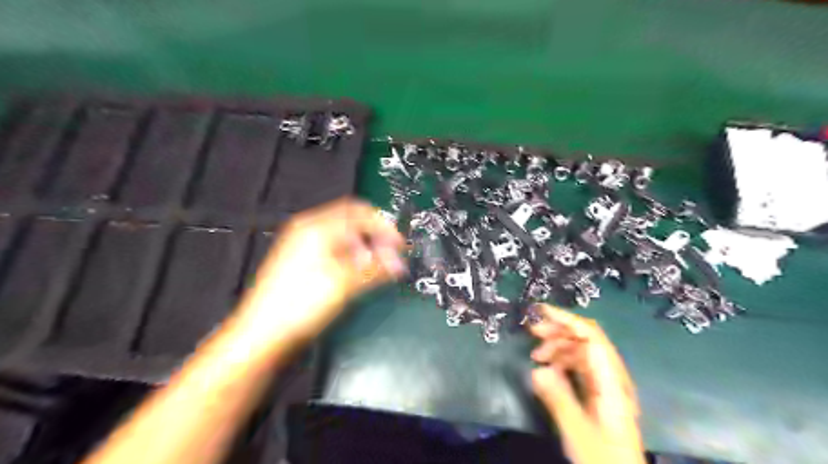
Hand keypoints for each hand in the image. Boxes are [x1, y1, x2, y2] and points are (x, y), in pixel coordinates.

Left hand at [234, 198, 406, 348]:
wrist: (263, 334)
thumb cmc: (299, 305)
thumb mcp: (344, 285)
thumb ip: (376, 268)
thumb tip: (398, 263)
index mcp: (316, 227)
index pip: (360, 213)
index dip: (384, 227)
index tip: (399, 245)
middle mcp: (308, 229)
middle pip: (351, 220)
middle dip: (374, 235)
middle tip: (389, 255)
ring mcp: (302, 244)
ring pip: (343, 234)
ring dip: (363, 246)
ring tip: (373, 267)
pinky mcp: (301, 260)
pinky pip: (333, 247)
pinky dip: (350, 255)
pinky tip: (355, 272)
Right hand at [530, 304, 645, 463]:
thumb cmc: (602, 458)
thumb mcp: (577, 431)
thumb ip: (558, 399)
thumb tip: (537, 369)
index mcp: (611, 381)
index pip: (591, 337)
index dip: (567, 319)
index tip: (541, 311)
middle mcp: (612, 376)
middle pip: (587, 339)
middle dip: (558, 329)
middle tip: (532, 330)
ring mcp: (606, 384)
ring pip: (582, 351)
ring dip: (558, 346)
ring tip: (536, 354)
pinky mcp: (600, 392)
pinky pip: (580, 365)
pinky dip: (562, 360)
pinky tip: (548, 368)